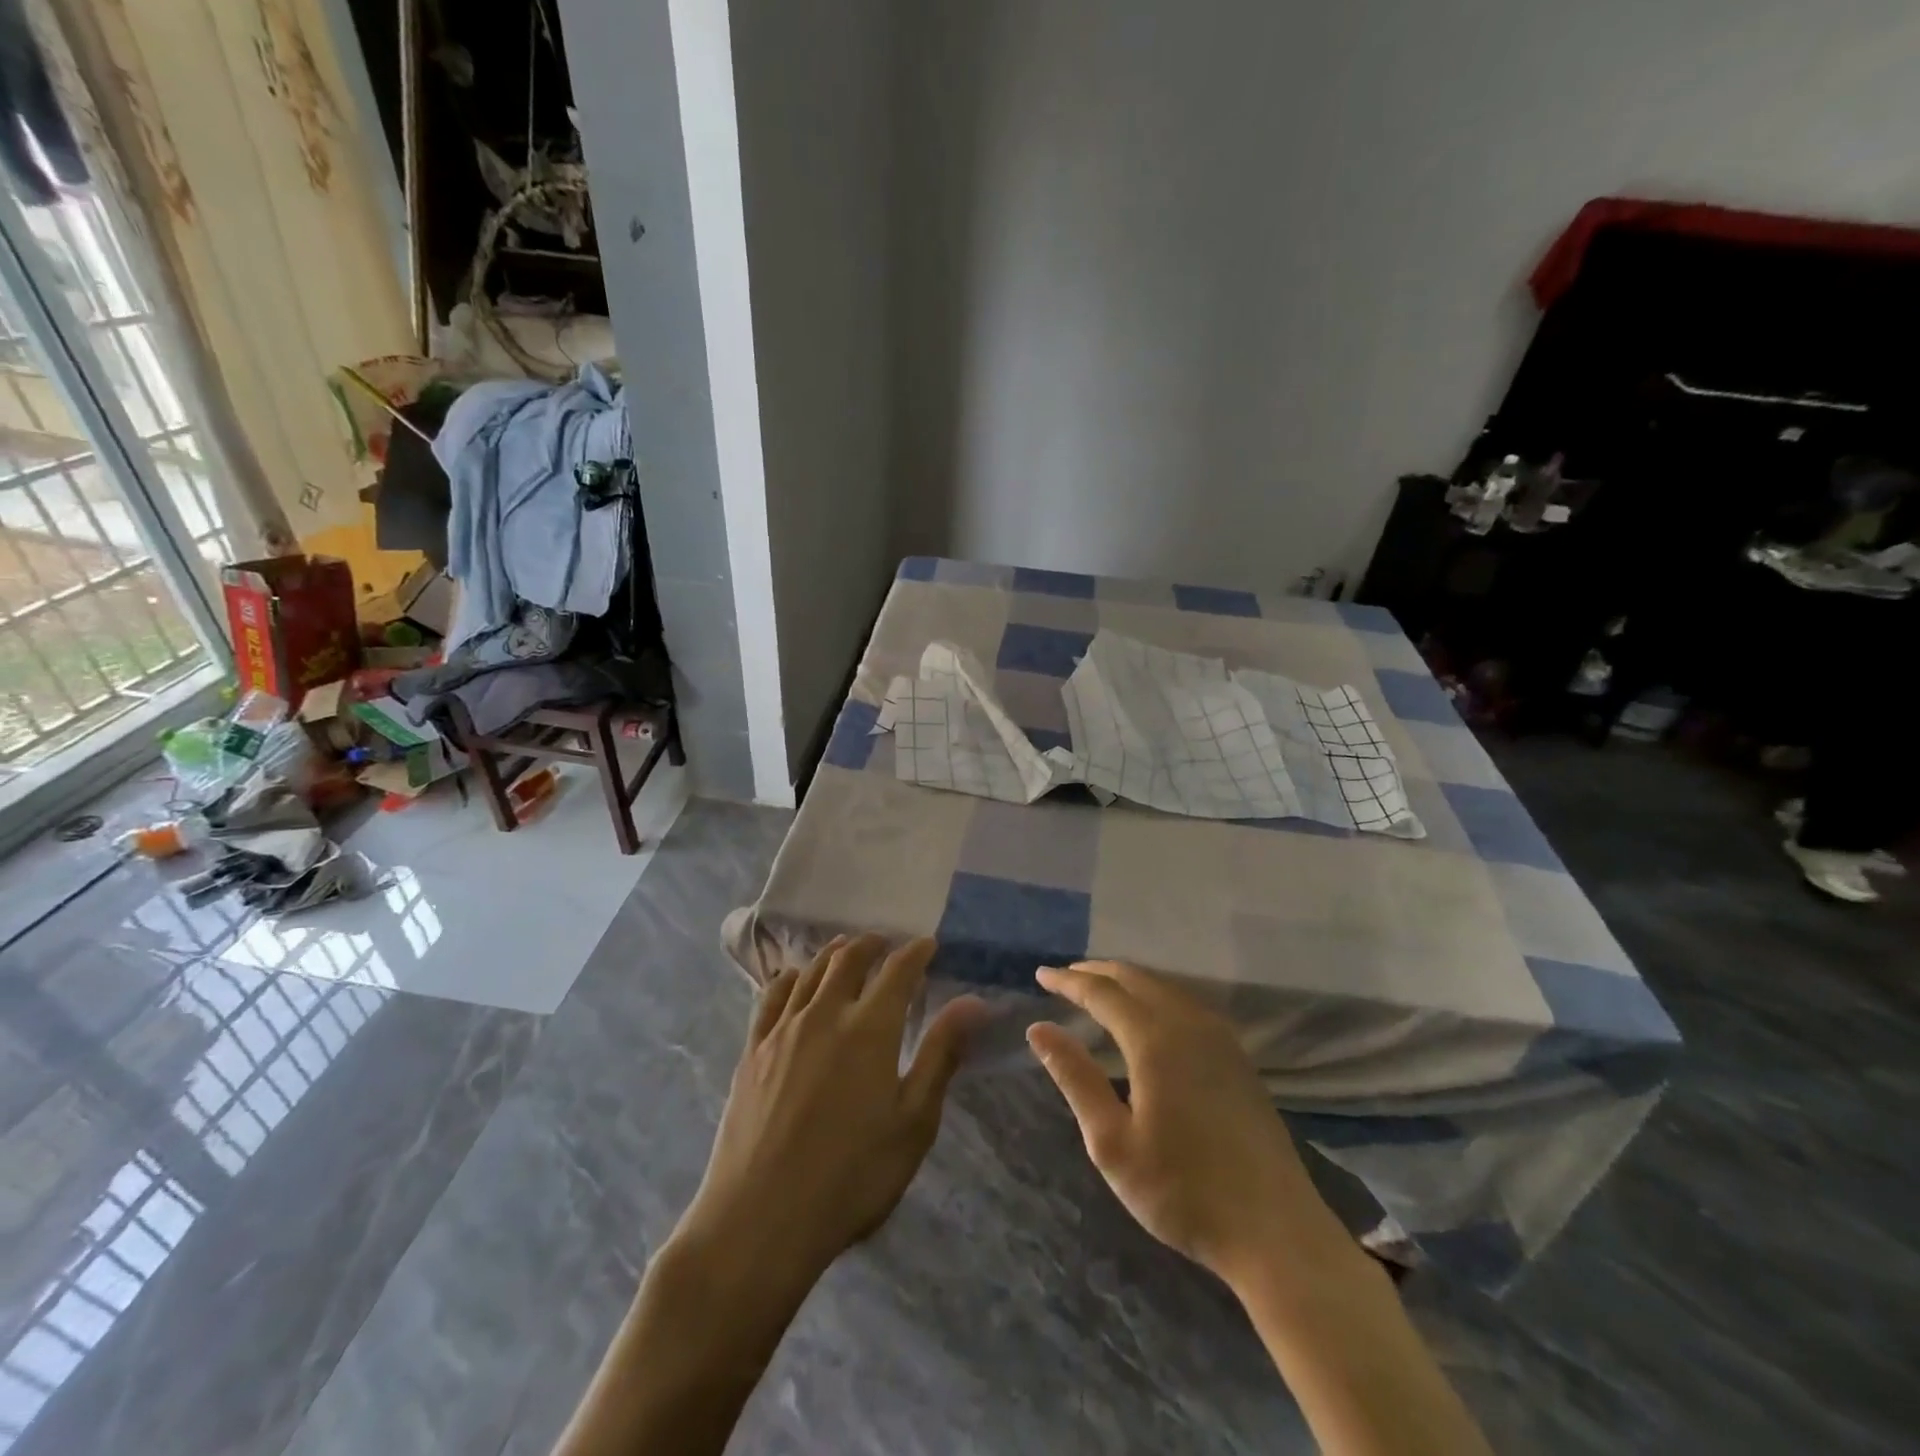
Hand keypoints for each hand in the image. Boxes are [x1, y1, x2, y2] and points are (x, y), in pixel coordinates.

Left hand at [680, 935, 981, 1290]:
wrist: (760, 1220)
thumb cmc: (851, 1177)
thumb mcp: (913, 1122)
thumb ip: (940, 1054)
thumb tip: (973, 1002)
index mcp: (869, 1029)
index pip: (897, 971)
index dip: (915, 952)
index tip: (928, 944)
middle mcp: (825, 1014)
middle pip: (849, 959)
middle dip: (872, 944)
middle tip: (886, 943)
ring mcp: (783, 1030)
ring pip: (810, 972)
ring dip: (833, 954)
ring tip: (846, 950)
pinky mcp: (752, 1050)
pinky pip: (771, 996)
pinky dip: (790, 977)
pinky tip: (794, 979)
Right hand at [1027, 961, 1349, 1287]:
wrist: (1274, 1231)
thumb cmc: (1182, 1191)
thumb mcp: (1112, 1142)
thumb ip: (1075, 1078)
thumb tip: (1038, 1029)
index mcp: (1155, 1040)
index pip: (1102, 992)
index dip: (1069, 980)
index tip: (1040, 975)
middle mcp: (1188, 1024)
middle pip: (1136, 978)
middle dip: (1097, 972)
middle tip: (1065, 976)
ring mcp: (1220, 1038)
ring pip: (1165, 987)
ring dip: (1128, 981)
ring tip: (1099, 990)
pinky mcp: (1237, 1056)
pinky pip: (1186, 1003)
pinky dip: (1155, 995)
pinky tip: (1148, 1015)